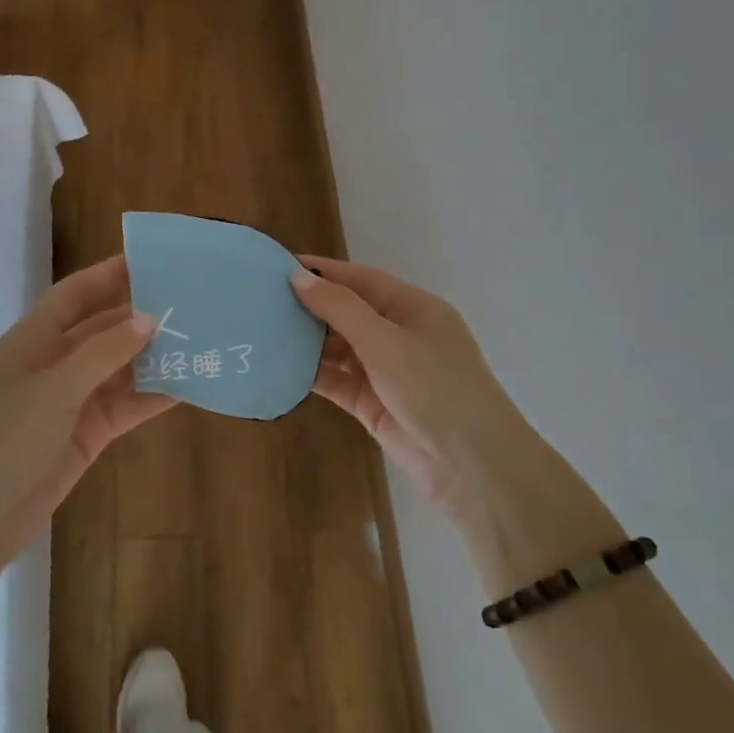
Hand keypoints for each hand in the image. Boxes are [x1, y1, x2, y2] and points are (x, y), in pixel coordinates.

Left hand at [0, 256, 171, 600]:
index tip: (153, 260)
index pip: (76, 294)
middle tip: (193, 302)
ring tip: (202, 340)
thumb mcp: (53, 388)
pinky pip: (127, 406)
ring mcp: (73, 400)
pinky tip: (190, 386)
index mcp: (34, 340)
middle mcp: (55, 363)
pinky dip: (154, 396)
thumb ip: (103, 352)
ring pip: (122, 368)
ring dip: (155, 357)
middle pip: (105, 329)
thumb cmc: (4, 438)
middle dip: (144, 317)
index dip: (110, 274)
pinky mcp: (89, 433)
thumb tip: (151, 318)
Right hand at [290, 256, 619, 586]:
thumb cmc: (436, 389)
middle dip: (310, 306)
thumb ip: (340, 309)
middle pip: (349, 312)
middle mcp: (401, 336)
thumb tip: (297, 277)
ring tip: (263, 330)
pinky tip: (280, 366)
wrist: (472, 467)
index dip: (323, 271)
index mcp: (415, 309)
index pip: (362, 280)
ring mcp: (388, 372)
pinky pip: (338, 382)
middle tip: (261, 300)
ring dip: (308, 341)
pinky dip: (313, 374)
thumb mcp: (387, 341)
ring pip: (340, 348)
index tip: (279, 265)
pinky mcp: (375, 404)